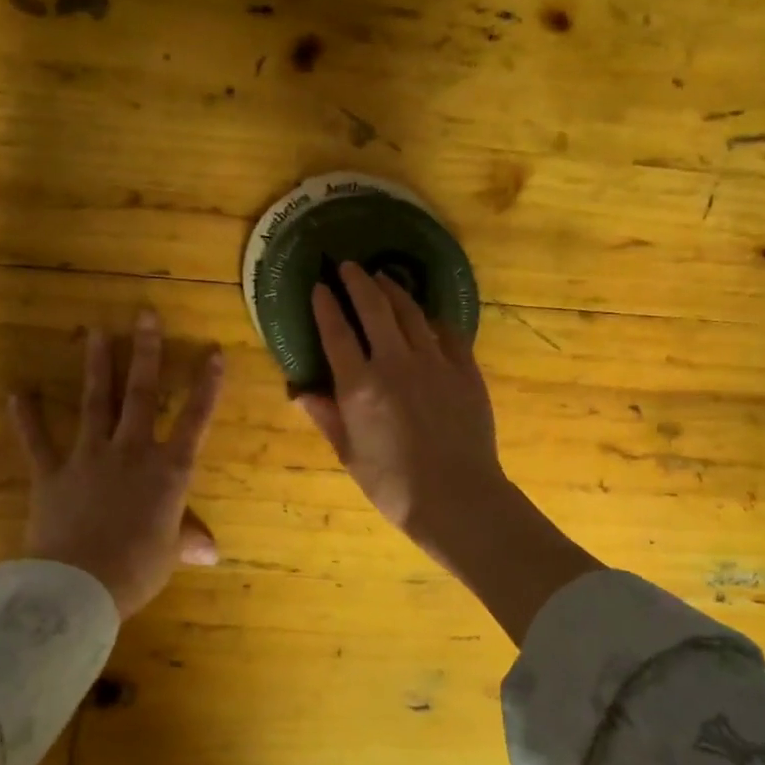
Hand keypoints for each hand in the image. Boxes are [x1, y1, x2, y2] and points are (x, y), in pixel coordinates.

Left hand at [8, 310, 224, 619]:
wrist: (78, 586)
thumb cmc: (137, 569)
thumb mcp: (169, 554)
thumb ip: (187, 540)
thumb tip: (212, 551)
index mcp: (168, 472)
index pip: (195, 420)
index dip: (207, 386)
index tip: (213, 351)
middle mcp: (131, 452)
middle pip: (140, 394)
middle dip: (145, 352)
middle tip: (144, 314)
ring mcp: (89, 458)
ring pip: (95, 403)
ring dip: (97, 366)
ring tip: (96, 331)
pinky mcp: (52, 474)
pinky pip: (38, 441)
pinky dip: (27, 418)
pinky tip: (18, 393)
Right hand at [294, 263, 508, 546]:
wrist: (457, 498)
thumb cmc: (393, 484)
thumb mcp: (349, 454)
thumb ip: (326, 416)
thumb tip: (299, 391)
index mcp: (359, 386)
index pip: (336, 333)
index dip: (326, 306)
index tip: (319, 287)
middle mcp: (395, 363)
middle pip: (374, 308)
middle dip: (358, 282)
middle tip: (349, 266)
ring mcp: (434, 362)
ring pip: (411, 313)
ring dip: (393, 290)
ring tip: (383, 278)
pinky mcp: (465, 370)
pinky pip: (447, 332)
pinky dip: (432, 319)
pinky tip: (427, 316)